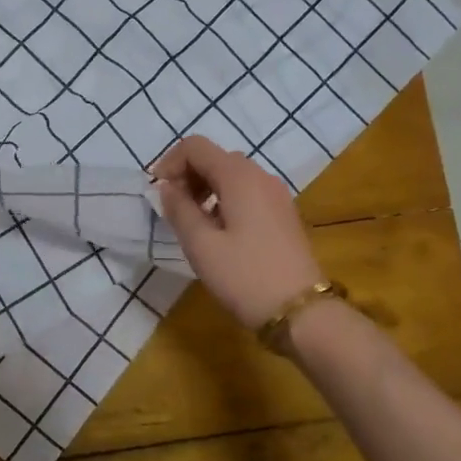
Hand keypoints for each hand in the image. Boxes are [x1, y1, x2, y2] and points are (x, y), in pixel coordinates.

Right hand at [151, 135, 325, 329]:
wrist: (303, 313)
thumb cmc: (245, 276)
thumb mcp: (201, 245)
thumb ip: (179, 209)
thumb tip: (167, 187)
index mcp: (239, 177)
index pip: (195, 146)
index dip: (170, 162)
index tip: (157, 192)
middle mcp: (260, 176)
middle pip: (215, 157)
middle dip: (187, 175)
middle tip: (172, 208)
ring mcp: (276, 195)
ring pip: (232, 175)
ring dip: (205, 187)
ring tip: (192, 221)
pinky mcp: (283, 214)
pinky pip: (247, 191)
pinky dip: (225, 199)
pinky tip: (218, 231)